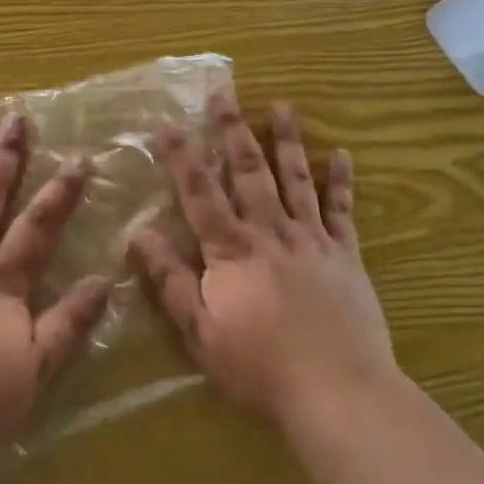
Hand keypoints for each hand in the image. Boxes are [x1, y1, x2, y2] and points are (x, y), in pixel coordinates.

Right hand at [131, 89, 398, 430]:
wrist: (338, 392)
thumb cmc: (259, 367)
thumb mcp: (200, 330)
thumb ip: (170, 279)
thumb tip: (137, 234)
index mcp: (231, 249)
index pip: (199, 191)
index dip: (181, 155)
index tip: (167, 120)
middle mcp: (270, 231)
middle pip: (248, 170)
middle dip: (233, 128)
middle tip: (225, 91)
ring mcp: (312, 239)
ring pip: (296, 178)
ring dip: (287, 140)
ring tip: (283, 105)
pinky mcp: (346, 255)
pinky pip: (342, 211)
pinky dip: (342, 181)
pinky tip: (344, 154)